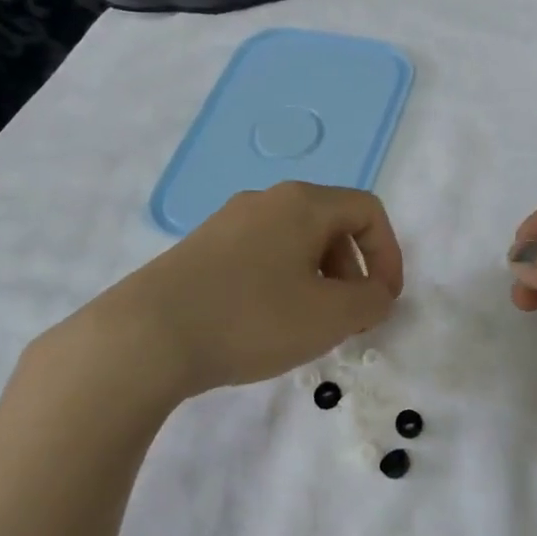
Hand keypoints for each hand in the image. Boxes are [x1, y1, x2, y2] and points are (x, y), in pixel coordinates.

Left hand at [94, 181, 402, 400]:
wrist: (147, 335)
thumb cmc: (252, 318)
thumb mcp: (329, 316)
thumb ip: (370, 302)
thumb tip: (377, 293)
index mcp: (302, 203)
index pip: (367, 211)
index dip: (389, 254)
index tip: (384, 301)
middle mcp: (266, 200)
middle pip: (330, 224)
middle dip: (352, 271)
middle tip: (349, 319)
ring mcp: (228, 222)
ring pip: (294, 242)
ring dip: (318, 280)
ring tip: (309, 327)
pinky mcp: (201, 248)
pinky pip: (261, 256)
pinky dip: (282, 284)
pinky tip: (266, 324)